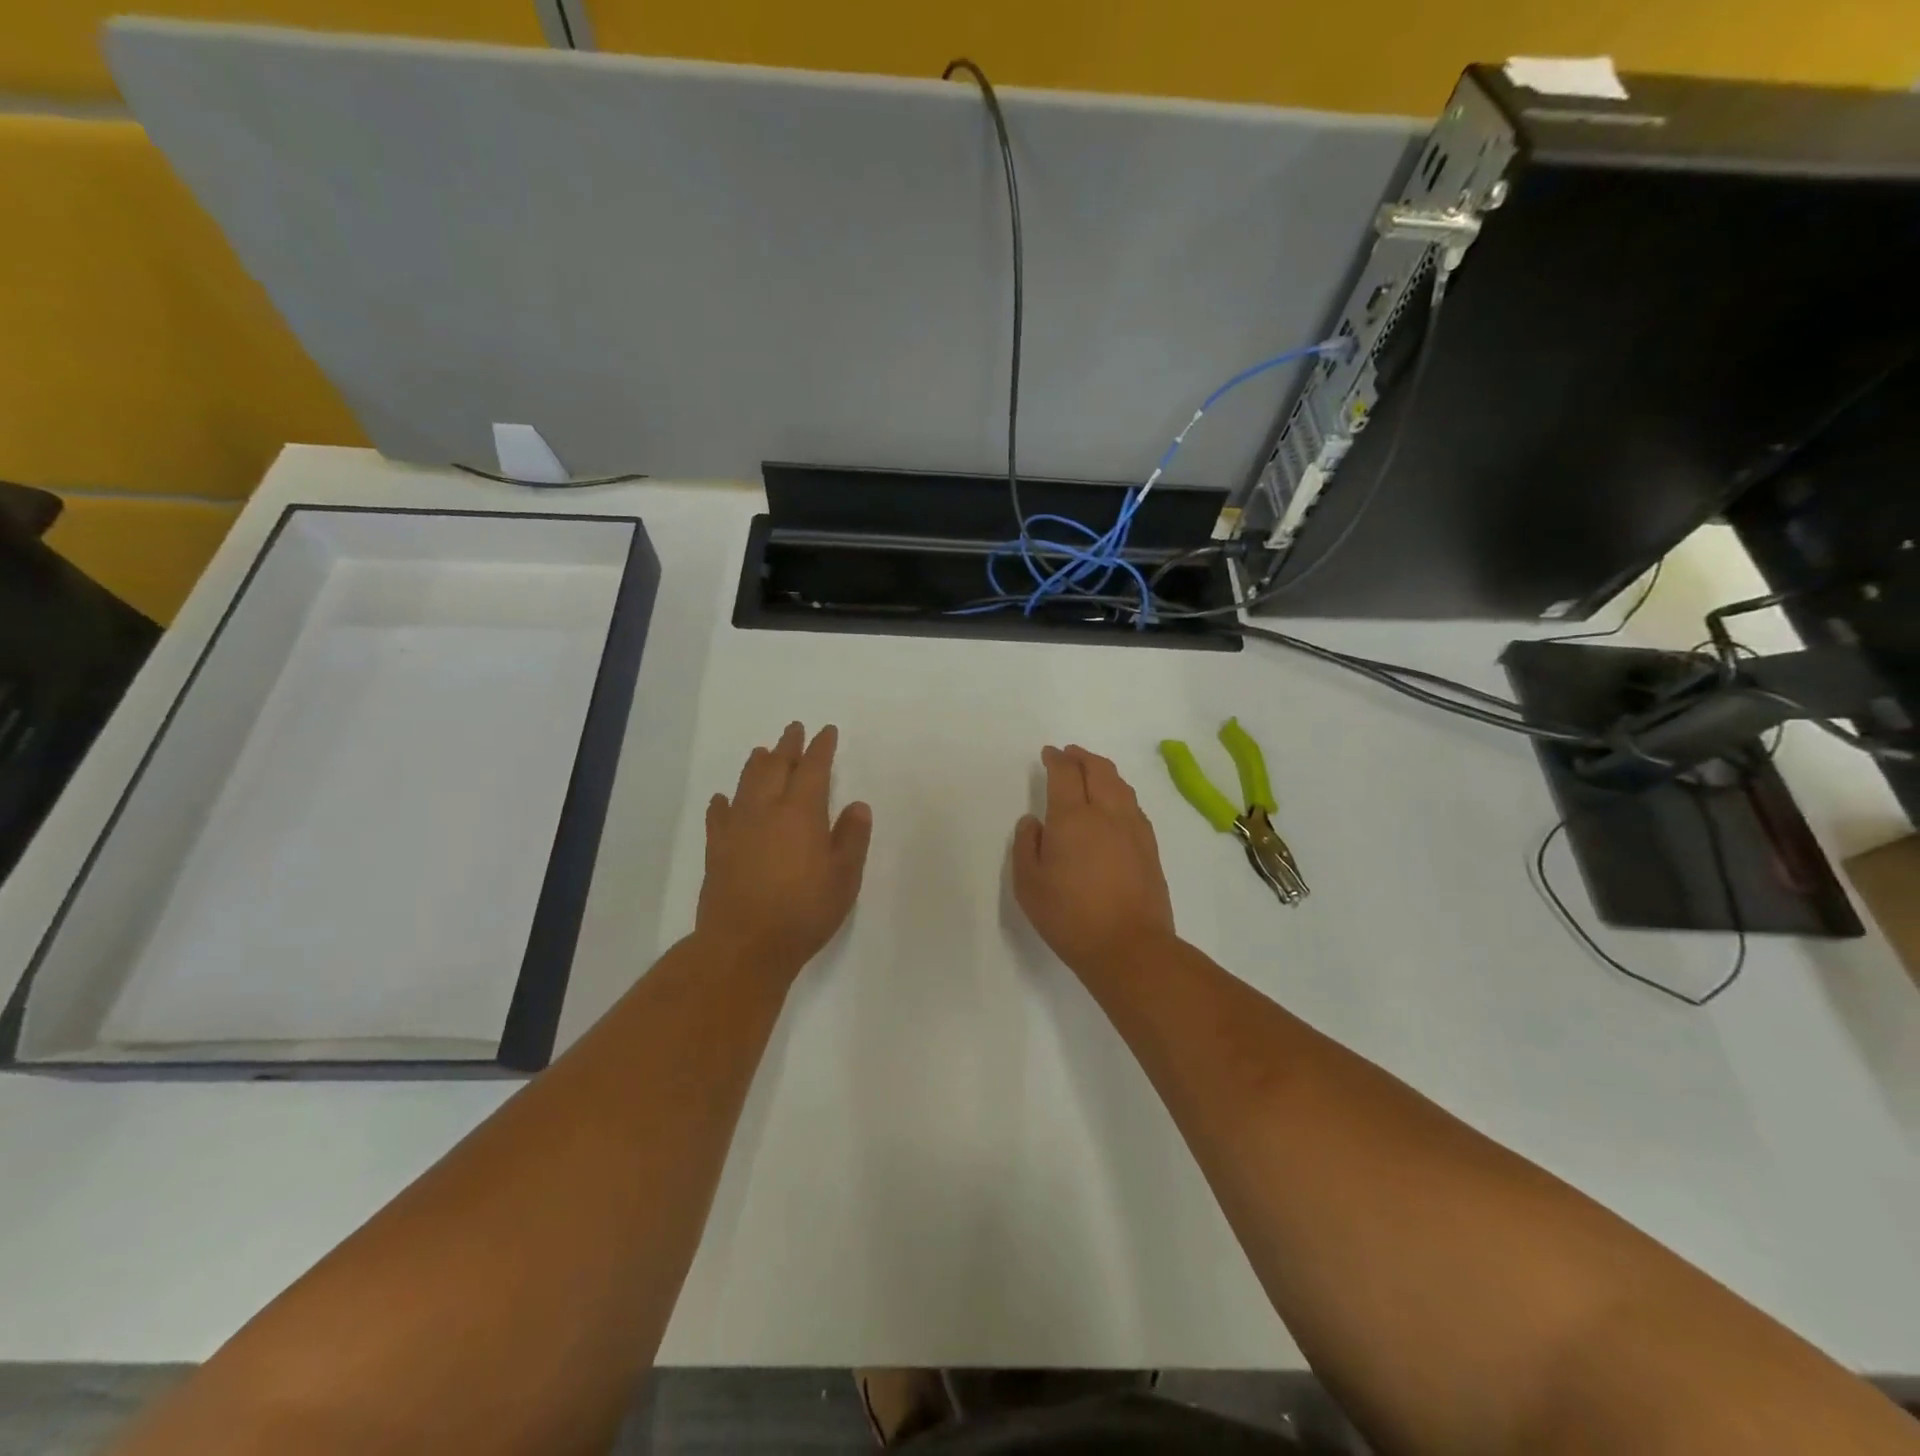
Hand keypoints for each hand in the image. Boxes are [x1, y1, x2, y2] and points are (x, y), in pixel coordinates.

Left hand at [698, 722, 872, 983]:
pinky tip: (724, 798)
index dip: (821, 748)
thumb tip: (857, 806)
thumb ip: (852, 838)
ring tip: (763, 751)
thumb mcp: (844, 878)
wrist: (744, 945)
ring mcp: (737, 828)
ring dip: (757, 764)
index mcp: (802, 813)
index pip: (813, 768)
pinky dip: (724, 801)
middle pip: (775, 766)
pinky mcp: (716, 849)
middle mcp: (766, 810)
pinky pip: (719, 814)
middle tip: (794, 729)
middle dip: (787, 745)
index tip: (826, 731)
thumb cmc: (804, 912)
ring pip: (746, 783)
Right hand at [1012, 744, 1176, 981]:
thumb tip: (1034, 822)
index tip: (1049, 753)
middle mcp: (1107, 813)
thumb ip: (1026, 846)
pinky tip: (1114, 804)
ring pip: (1121, 785)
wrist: (1129, 947)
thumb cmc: (1069, 916)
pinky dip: (1120, 792)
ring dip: (1103, 771)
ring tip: (1092, 771)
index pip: (1065, 773)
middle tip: (1069, 754)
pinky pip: (1133, 805)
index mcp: (1073, 817)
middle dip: (1082, 756)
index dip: (1056, 759)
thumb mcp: (1028, 884)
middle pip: (1098, 769)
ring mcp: (1134, 829)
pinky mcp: (1150, 847)